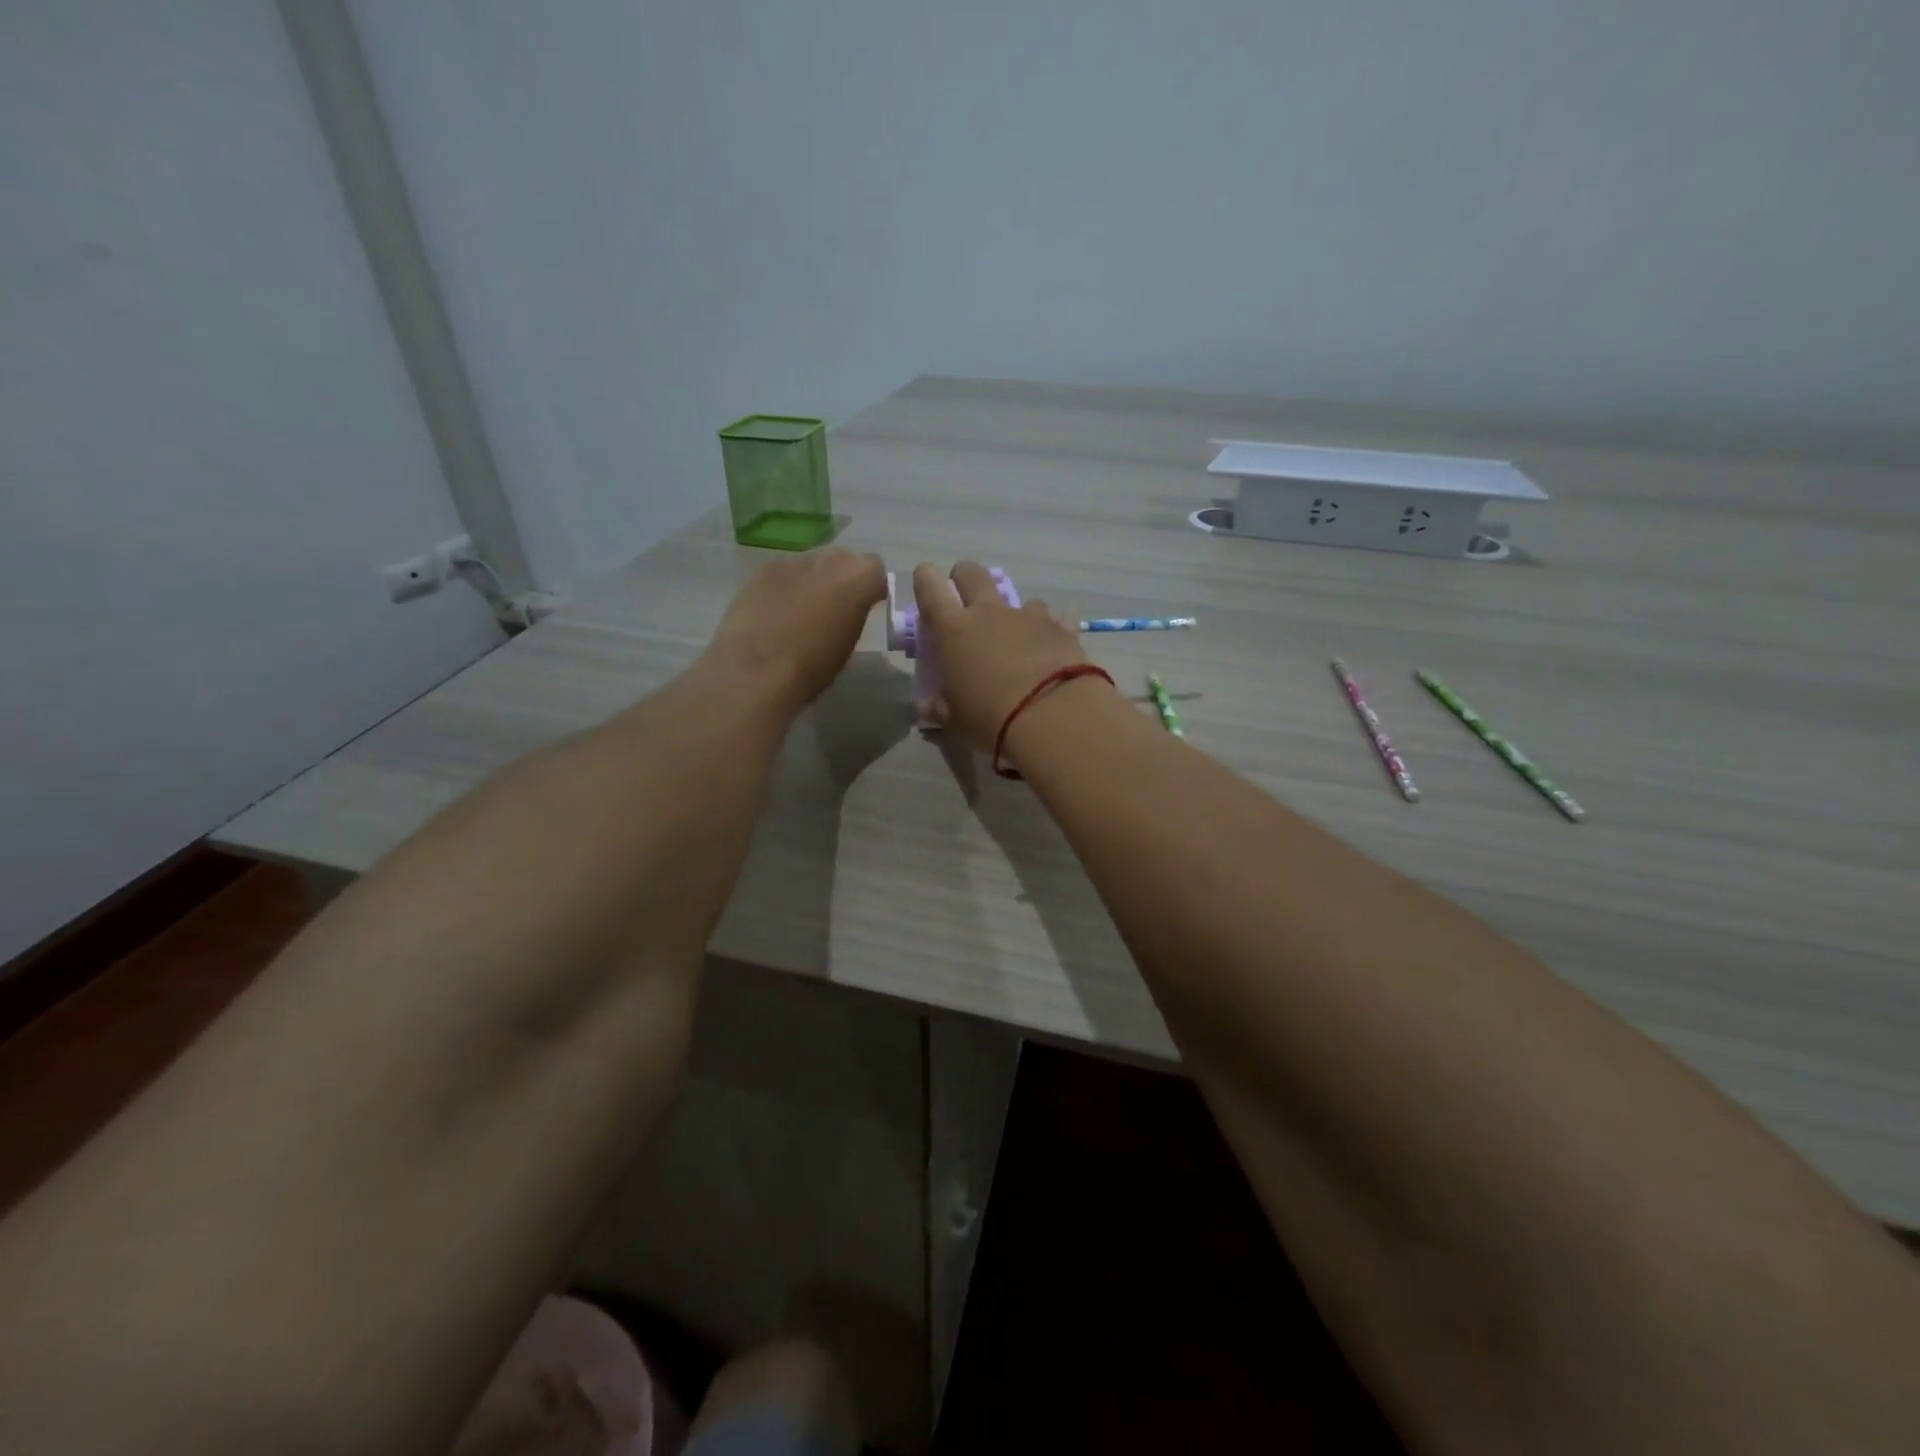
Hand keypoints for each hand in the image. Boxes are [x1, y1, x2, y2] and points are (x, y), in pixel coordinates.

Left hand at [708, 549, 886, 709]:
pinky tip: (775, 614)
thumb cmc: (813, 666)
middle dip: (841, 579)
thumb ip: (853, 616)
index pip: (875, 570)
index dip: (870, 588)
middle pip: (842, 560)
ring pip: (811, 565)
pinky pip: (783, 574)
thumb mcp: (848, 644)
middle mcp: (828, 559)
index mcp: (858, 577)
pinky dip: (784, 589)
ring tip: (800, 614)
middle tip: (834, 609)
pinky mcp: (761, 570)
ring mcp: (792, 560)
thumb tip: (847, 610)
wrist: (756, 670)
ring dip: (812, 582)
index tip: (865, 607)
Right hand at [912, 560, 1093, 750]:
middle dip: (965, 579)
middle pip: (972, 572)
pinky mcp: (1061, 628)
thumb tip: (927, 707)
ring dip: (1013, 615)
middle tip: (966, 605)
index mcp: (953, 629)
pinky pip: (1056, 619)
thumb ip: (939, 707)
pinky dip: (1050, 631)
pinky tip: (1053, 650)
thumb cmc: (990, 718)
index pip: (930, 585)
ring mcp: (1028, 616)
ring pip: (1016, 598)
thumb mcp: (955, 720)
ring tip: (1017, 644)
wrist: (1053, 717)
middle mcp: (989, 612)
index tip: (927, 587)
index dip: (925, 579)